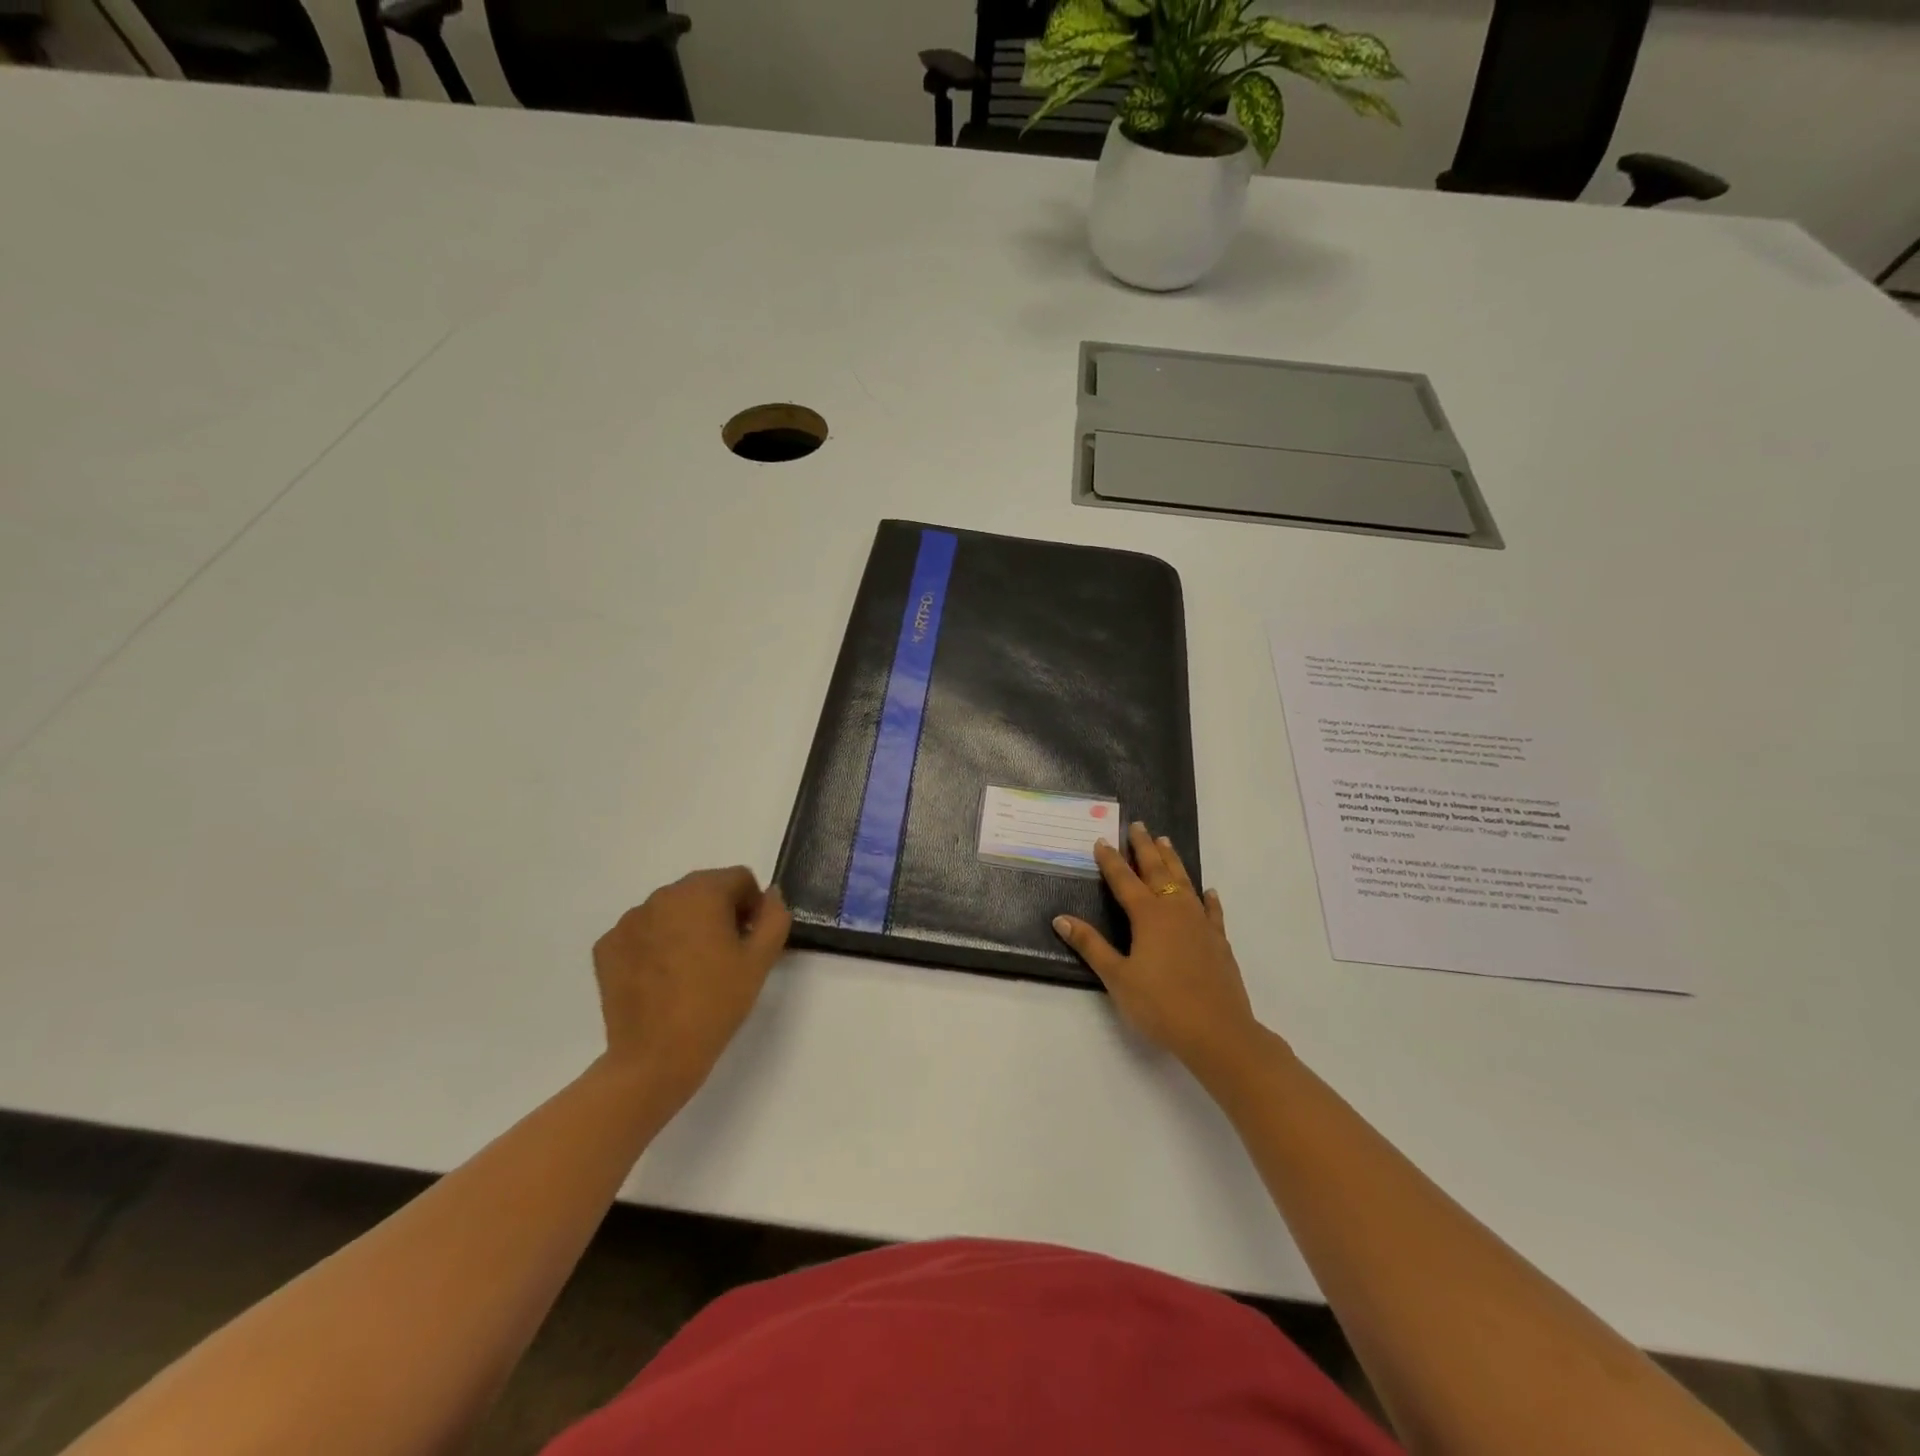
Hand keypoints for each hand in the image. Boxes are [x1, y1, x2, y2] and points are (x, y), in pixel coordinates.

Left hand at [591, 867, 791, 1105]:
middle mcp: (662, 896)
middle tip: (725, 956)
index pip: (738, 878)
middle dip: (719, 913)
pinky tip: (662, 979)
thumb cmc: (716, 1003)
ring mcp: (629, 921)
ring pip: (671, 910)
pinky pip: (642, 932)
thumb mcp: (760, 960)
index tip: (750, 940)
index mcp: (701, 892)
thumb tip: (769, 895)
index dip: (752, 906)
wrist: (655, 1057)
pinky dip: (655, 945)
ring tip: (691, 970)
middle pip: (703, 890)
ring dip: (686, 926)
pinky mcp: (606, 946)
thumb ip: (774, 917)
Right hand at [1053, 822, 1266, 1073]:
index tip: (1102, 840)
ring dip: (1173, 861)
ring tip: (1165, 842)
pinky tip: (1209, 891)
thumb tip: (1061, 918)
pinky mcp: (1219, 941)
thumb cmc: (1160, 1005)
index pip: (1124, 880)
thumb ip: (1090, 945)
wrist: (1218, 1032)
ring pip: (1185, 882)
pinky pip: (1212, 910)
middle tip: (1138, 825)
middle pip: (1158, 871)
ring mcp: (1201, 924)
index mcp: (1148, 916)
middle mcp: (1175, 910)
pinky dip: (1207, 898)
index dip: (1111, 860)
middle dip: (1145, 848)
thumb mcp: (1117, 977)